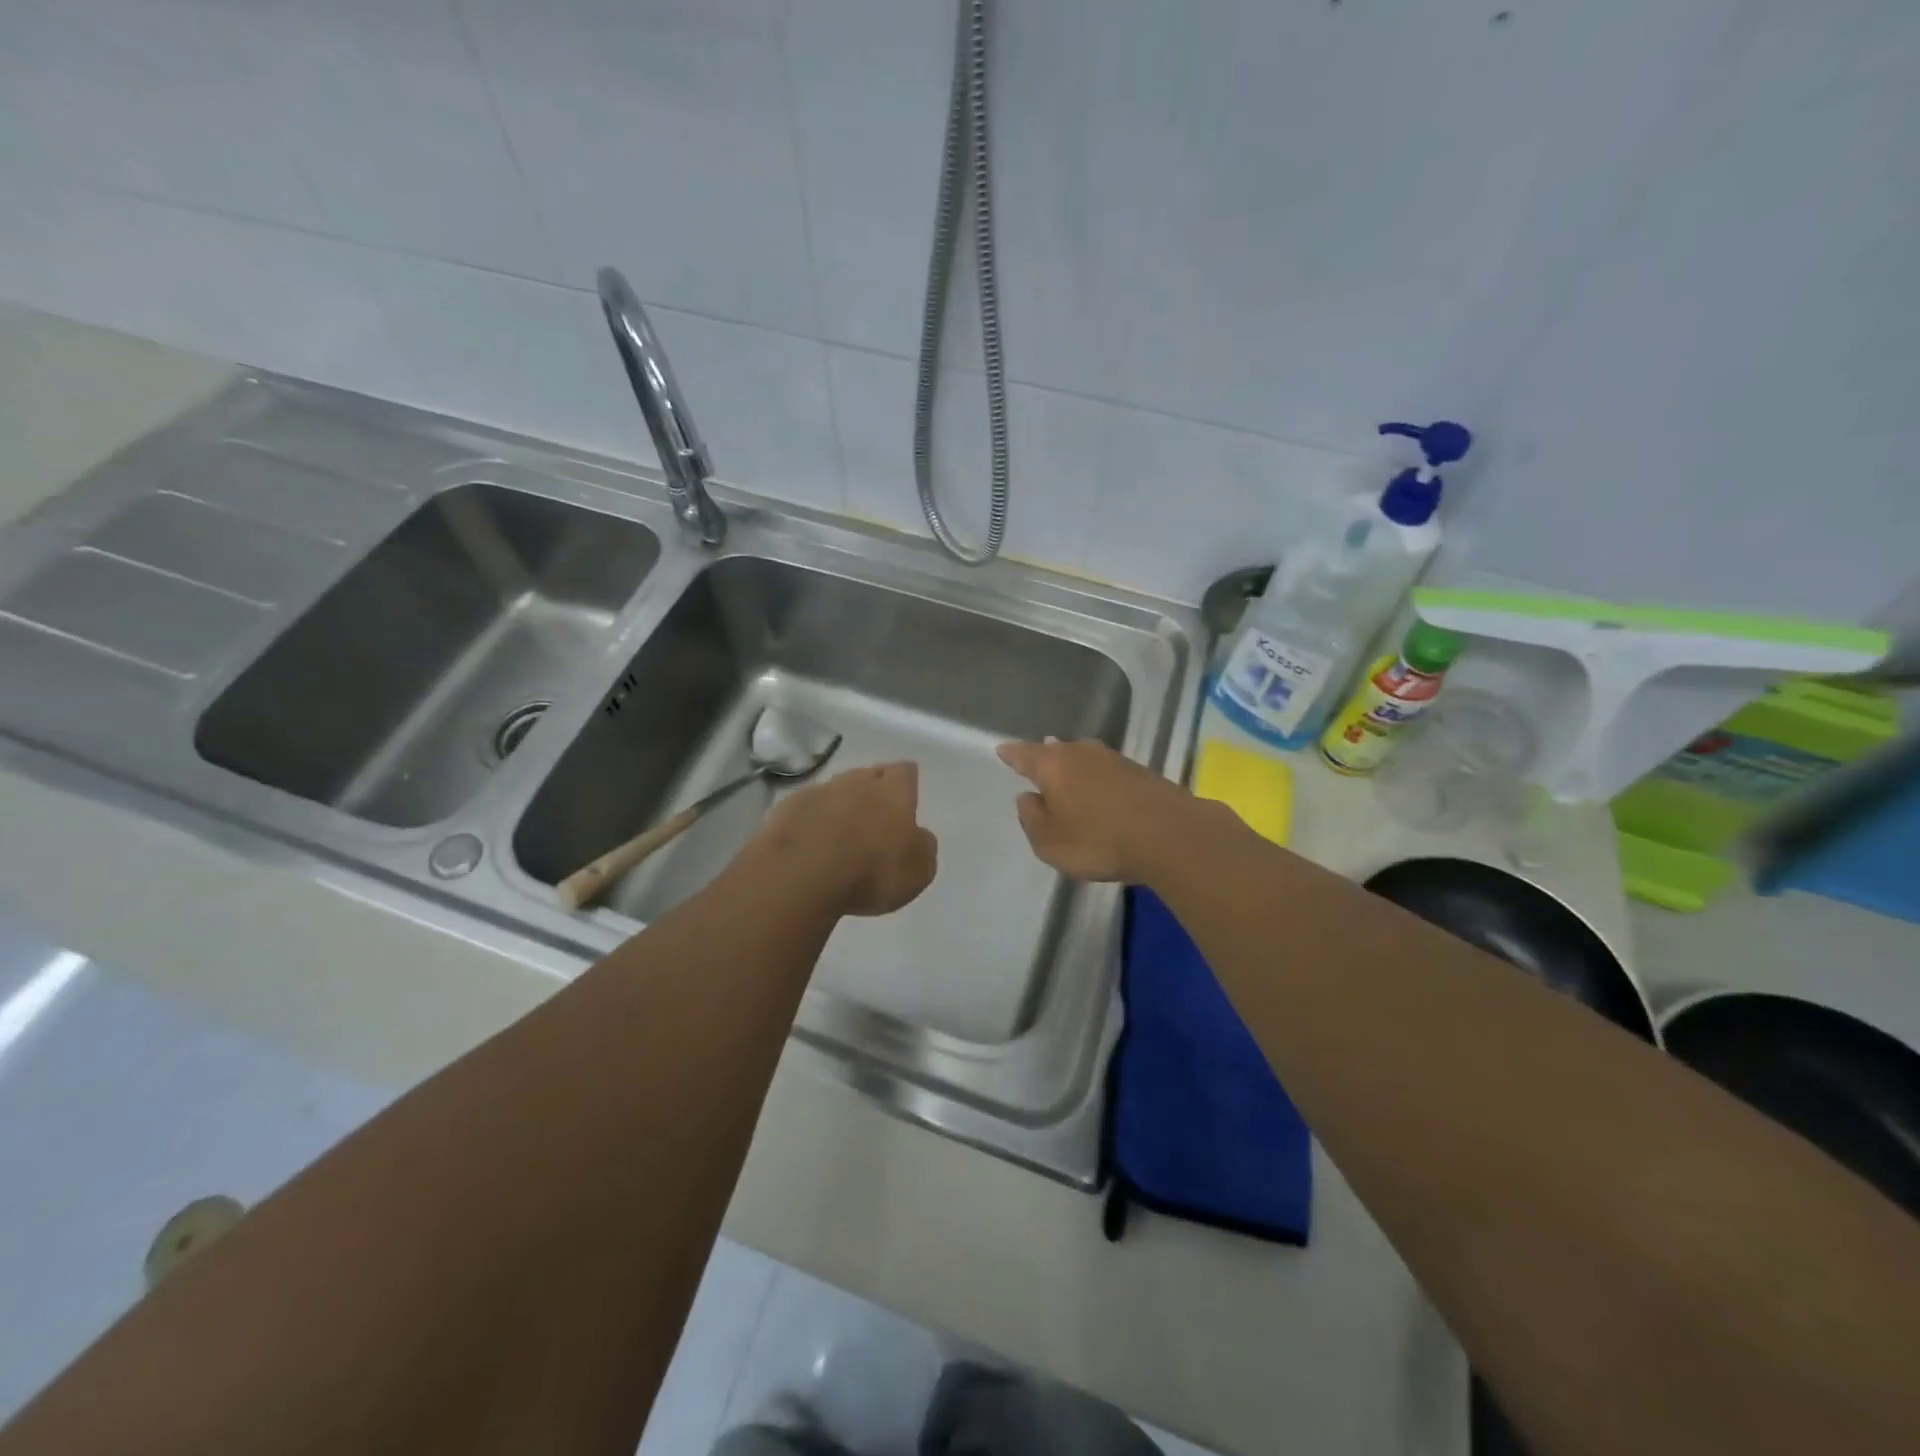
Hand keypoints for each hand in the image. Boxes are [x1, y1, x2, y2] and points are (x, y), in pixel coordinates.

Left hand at [758, 762, 937, 916]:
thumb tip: (918, 836)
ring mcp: (818, 792)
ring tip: (840, 834)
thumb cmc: (871, 871)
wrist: (801, 873)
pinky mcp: (785, 809)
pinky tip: (811, 844)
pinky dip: (811, 822)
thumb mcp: (918, 870)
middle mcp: (856, 782)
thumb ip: (923, 847)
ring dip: (840, 807)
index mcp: (893, 791)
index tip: (906, 796)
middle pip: (868, 776)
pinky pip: (805, 810)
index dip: (906, 783)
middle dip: (872, 791)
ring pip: (835, 791)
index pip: (905, 771)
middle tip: (874, 817)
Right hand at [997, 739, 1214, 883]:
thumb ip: (1032, 819)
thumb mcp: (1050, 843)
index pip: (1024, 755)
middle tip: (1035, 760)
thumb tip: (1027, 798)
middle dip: (1045, 756)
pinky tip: (1099, 791)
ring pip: (1083, 758)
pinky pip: (1106, 772)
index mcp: (1053, 765)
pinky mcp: (1140, 773)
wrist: (1170, 835)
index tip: (1002, 750)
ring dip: (1074, 767)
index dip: (1011, 754)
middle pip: (1056, 751)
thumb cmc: (1098, 840)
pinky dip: (1097, 779)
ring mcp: (1114, 759)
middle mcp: (1081, 753)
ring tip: (1065, 773)